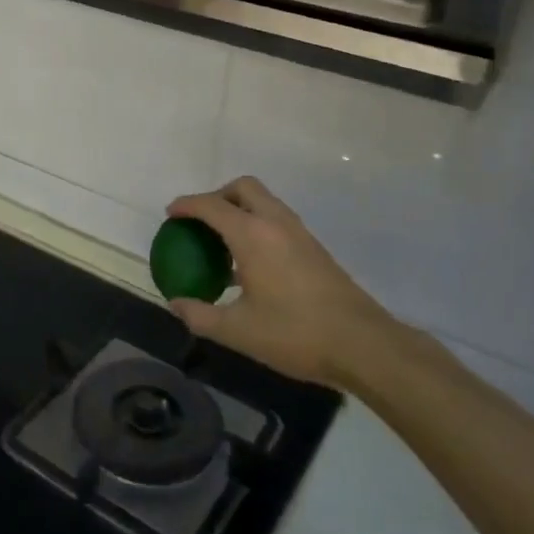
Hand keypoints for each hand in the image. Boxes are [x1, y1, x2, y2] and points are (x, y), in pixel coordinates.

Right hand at [164, 177, 405, 392]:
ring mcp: (299, 233)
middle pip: (243, 188)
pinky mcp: (314, 248)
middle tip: (200, 222)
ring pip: (264, 202)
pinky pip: (277, 220)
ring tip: (221, 242)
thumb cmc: (295, 334)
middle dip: (217, 196)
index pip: (212, 206)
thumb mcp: (238, 331)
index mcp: (253, 236)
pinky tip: (250, 264)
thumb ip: (200, 315)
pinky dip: (257, 225)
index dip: (187, 206)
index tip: (170, 214)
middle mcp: (276, 223)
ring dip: (239, 209)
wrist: (363, 344)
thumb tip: (175, 304)